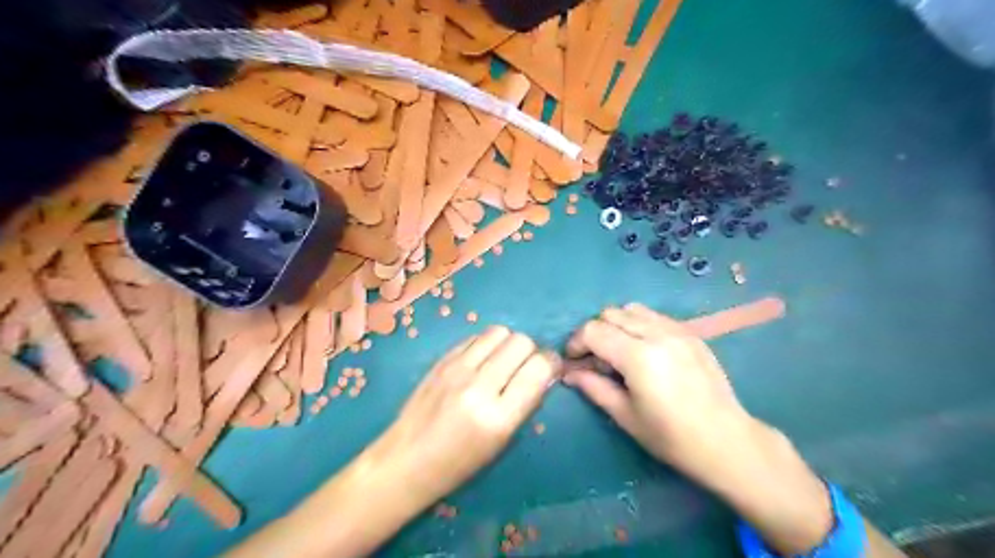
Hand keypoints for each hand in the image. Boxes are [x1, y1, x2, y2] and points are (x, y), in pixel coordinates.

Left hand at [372, 327, 557, 504]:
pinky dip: (486, 344)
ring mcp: (456, 369)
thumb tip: (543, 371)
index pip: (538, 368)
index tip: (549, 368)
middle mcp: (478, 386)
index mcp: (498, 417)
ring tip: (503, 360)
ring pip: (499, 332)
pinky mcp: (442, 359)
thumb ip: (525, 402)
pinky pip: (476, 337)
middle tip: (525, 366)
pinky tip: (482, 361)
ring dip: (508, 343)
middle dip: (531, 351)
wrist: (407, 459)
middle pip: (521, 342)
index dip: (550, 363)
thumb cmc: (459, 463)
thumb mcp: (502, 442)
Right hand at [563, 301, 750, 478]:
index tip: (574, 361)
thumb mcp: (625, 416)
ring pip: (633, 309)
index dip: (576, 342)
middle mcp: (657, 334)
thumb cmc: (671, 437)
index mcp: (638, 357)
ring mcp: (677, 330)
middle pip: (611, 314)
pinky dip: (639, 325)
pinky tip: (644, 350)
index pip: (593, 330)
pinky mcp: (691, 334)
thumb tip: (569, 373)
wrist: (726, 441)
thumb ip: (594, 387)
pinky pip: (655, 316)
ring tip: (620, 351)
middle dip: (595, 332)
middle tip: (596, 359)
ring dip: (617, 324)